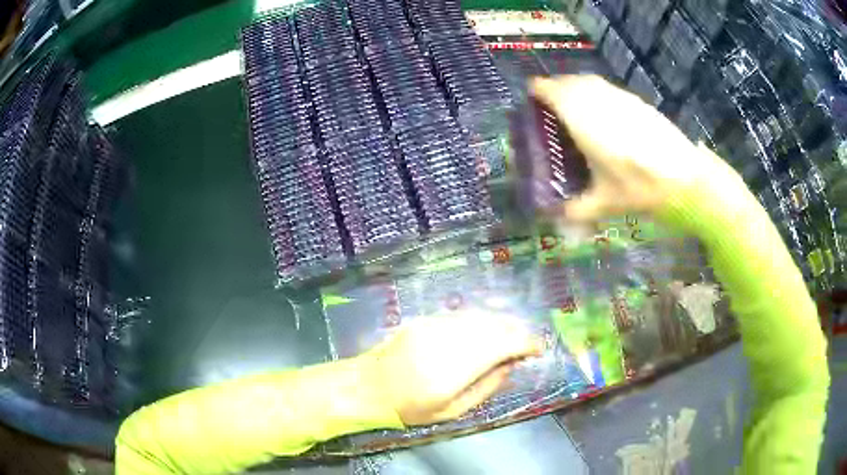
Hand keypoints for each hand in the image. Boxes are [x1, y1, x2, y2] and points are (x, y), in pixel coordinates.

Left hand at [360, 311, 541, 425]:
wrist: (370, 386)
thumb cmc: (410, 407)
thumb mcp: (451, 411)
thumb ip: (486, 388)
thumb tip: (511, 366)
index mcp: (455, 370)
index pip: (501, 346)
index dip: (525, 343)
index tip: (538, 349)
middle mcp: (447, 342)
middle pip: (493, 326)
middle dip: (517, 330)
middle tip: (527, 342)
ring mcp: (434, 327)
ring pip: (479, 317)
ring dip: (500, 323)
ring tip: (512, 333)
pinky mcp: (424, 320)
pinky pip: (461, 315)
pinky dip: (480, 320)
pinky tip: (485, 328)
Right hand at [531, 75, 732, 222]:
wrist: (684, 178)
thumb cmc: (639, 187)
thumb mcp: (605, 203)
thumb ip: (576, 209)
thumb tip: (555, 218)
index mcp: (582, 119)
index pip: (552, 91)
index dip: (538, 91)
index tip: (530, 97)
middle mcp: (598, 100)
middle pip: (570, 81)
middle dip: (556, 87)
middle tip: (550, 104)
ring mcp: (620, 97)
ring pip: (590, 82)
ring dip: (577, 87)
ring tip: (575, 106)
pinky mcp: (637, 102)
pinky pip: (608, 89)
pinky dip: (597, 93)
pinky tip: (604, 114)